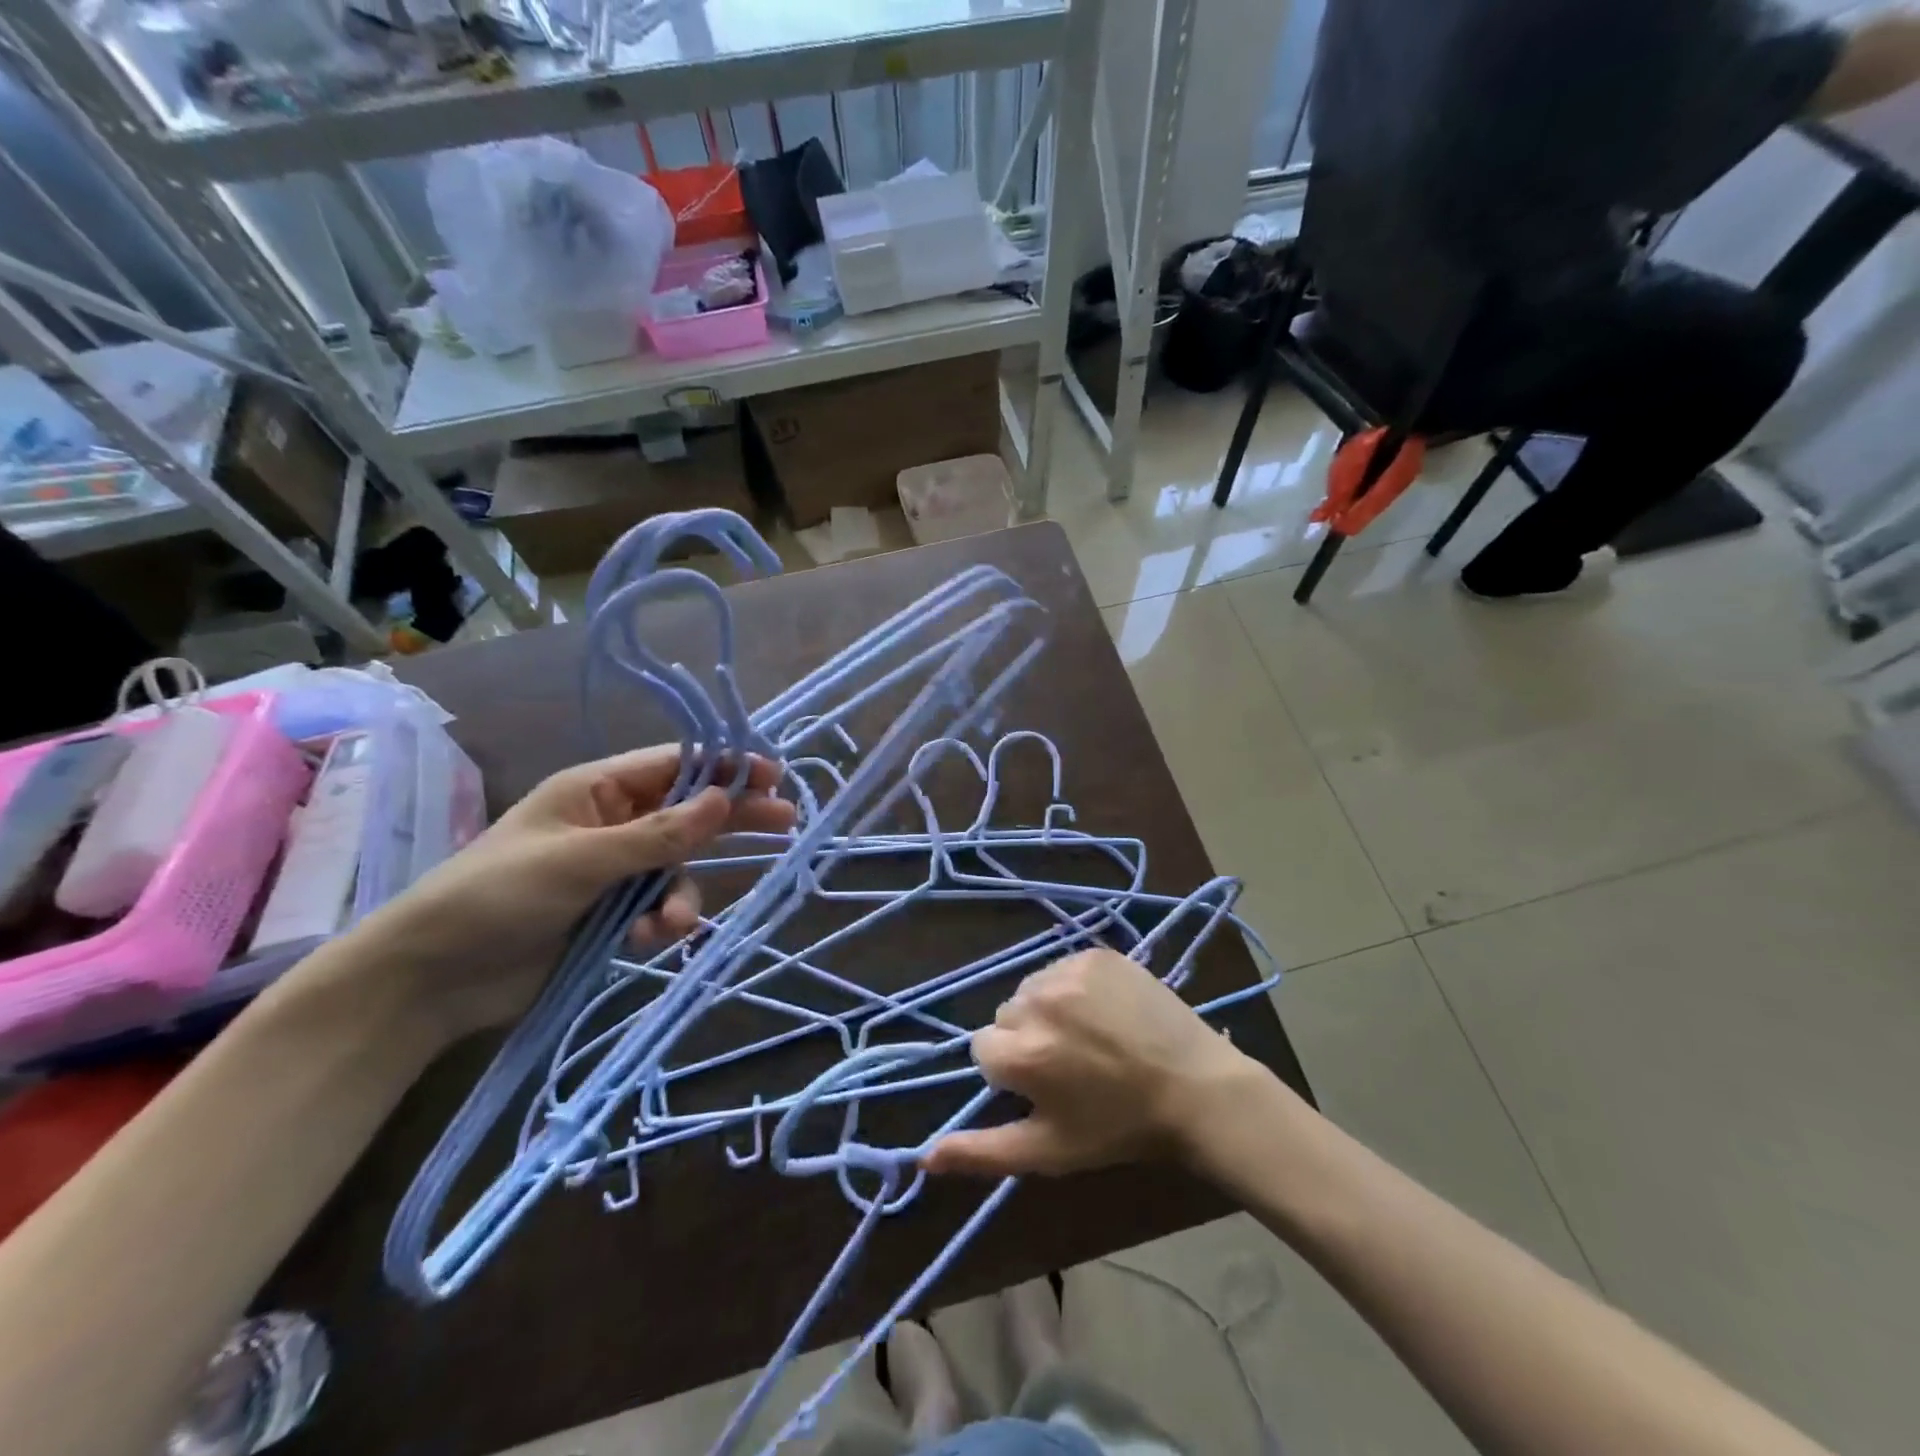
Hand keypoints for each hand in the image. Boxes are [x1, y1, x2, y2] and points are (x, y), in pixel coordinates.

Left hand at [338, 746, 794, 1044]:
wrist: (432, 979)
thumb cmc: (497, 896)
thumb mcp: (581, 859)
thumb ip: (658, 834)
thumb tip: (724, 799)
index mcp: (597, 790)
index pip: (674, 766)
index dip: (725, 767)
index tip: (773, 774)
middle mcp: (612, 824)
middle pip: (688, 812)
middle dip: (732, 818)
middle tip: (786, 820)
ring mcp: (615, 871)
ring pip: (679, 870)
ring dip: (683, 895)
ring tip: (670, 924)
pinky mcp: (614, 915)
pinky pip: (660, 908)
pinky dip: (662, 924)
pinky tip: (646, 942)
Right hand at [923, 948, 1260, 1177]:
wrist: (1196, 1088)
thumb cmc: (1119, 1128)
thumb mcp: (1048, 1151)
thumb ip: (981, 1152)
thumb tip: (923, 1156)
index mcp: (1020, 1053)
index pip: (984, 1049)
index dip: (1013, 1071)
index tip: (1048, 1086)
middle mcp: (1037, 1002)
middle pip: (1007, 1016)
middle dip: (1028, 1038)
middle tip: (1072, 1063)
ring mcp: (1068, 972)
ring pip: (1032, 989)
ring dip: (1048, 1009)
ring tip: (1090, 1036)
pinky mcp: (1096, 954)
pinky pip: (1062, 967)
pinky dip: (1074, 986)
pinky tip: (1106, 1010)